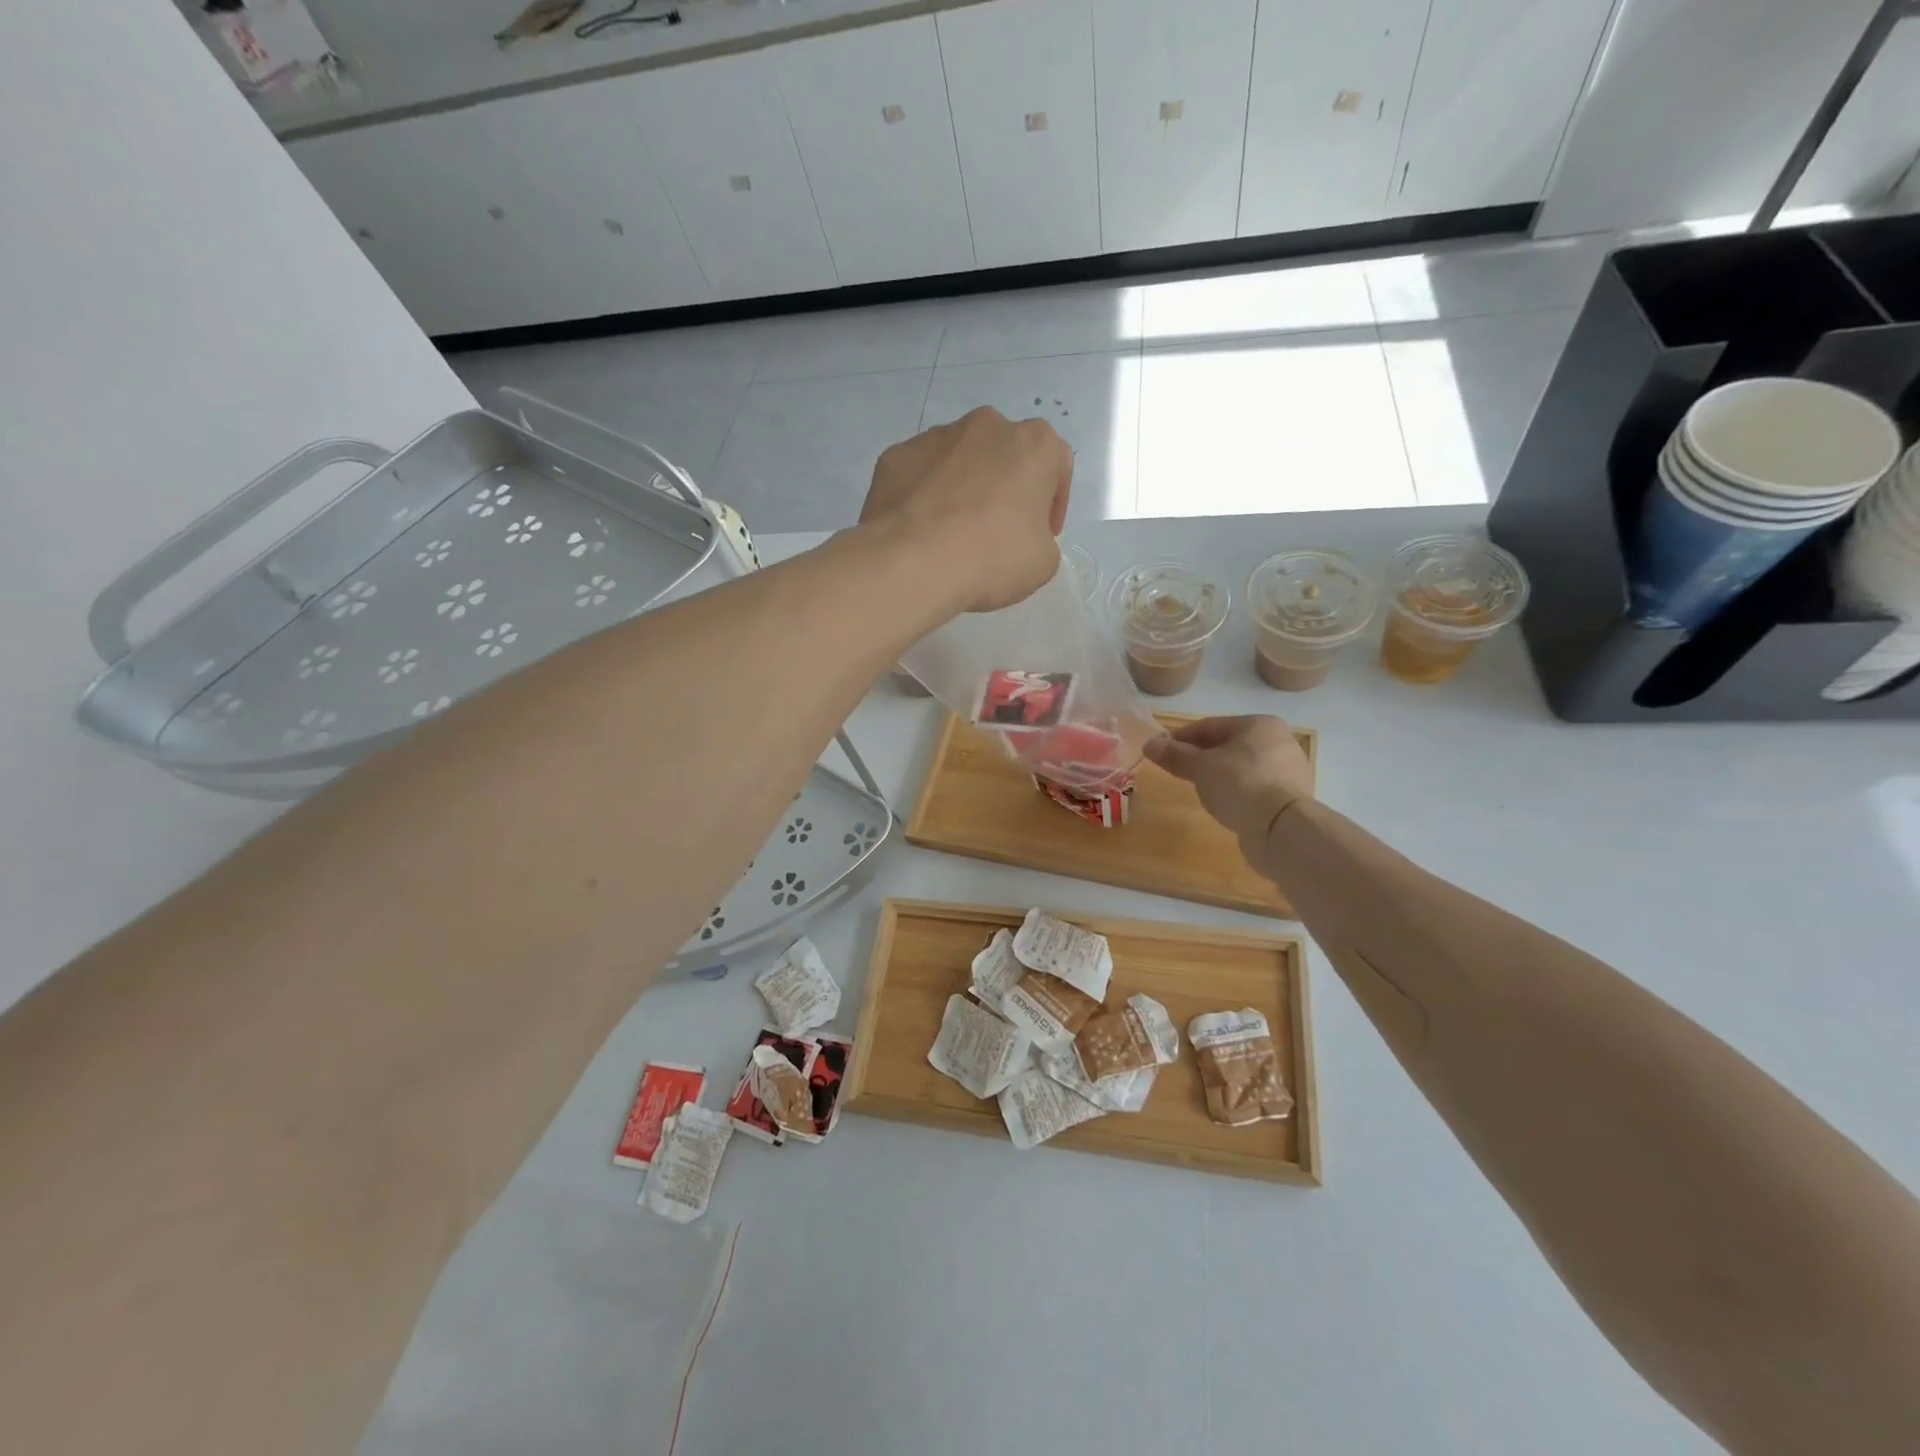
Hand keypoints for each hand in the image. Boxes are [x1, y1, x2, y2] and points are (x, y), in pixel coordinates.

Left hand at [861, 407, 1071, 612]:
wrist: (913, 562)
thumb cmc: (992, 557)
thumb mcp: (1043, 561)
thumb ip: (1040, 536)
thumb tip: (1020, 534)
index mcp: (1034, 444)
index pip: (1056, 465)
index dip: (1053, 503)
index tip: (1042, 533)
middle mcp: (987, 425)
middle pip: (1005, 454)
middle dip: (1006, 485)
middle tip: (998, 528)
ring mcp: (936, 436)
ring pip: (960, 459)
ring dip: (964, 486)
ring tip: (953, 530)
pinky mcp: (896, 454)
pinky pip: (920, 473)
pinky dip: (925, 494)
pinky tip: (921, 529)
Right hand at [1145, 716, 1313, 859]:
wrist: (1281, 827)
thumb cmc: (1239, 784)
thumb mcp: (1200, 767)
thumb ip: (1175, 755)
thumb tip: (1149, 745)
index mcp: (1258, 724)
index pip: (1210, 726)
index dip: (1181, 738)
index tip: (1161, 751)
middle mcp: (1279, 740)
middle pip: (1228, 745)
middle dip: (1202, 756)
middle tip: (1179, 771)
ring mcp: (1290, 768)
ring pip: (1243, 766)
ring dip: (1220, 774)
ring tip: (1200, 789)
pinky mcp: (1292, 796)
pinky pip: (1256, 786)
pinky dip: (1238, 790)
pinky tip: (1225, 803)